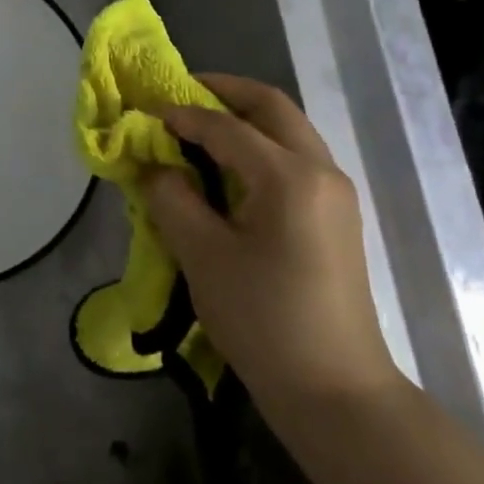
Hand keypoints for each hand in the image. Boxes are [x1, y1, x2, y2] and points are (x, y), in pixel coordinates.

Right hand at [144, 75, 400, 406]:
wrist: (336, 391)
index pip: (227, 126)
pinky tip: (230, 165)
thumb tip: (158, 168)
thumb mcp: (203, 256)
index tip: (146, 112)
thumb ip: (173, 199)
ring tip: (200, 125)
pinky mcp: (337, 214)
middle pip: (271, 107)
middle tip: (180, 95)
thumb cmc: (264, 321)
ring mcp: (335, 191)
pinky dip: (261, 144)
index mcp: (289, 176)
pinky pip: (296, 156)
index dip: (183, 114)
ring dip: (245, 116)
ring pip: (288, 128)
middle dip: (224, 92)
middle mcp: (321, 169)